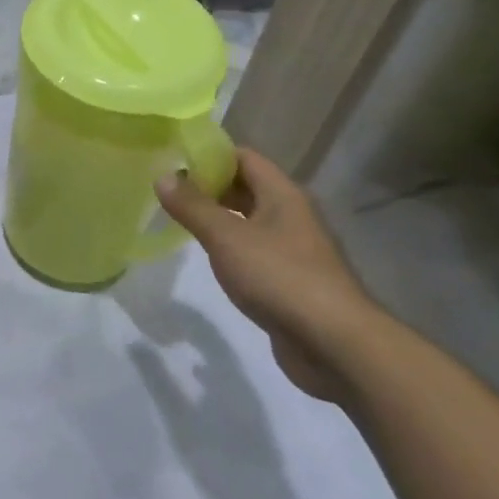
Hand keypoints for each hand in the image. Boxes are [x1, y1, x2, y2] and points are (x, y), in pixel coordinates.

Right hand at [155, 149, 379, 402]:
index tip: (173, 158)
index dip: (210, 154)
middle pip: (247, 187)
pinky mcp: (291, 280)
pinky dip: (231, 247)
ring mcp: (294, 249)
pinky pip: (255, 251)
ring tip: (180, 219)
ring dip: (219, 217)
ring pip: (250, 221)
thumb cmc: (279, 277)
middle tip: (169, 189)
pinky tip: (209, 257)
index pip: (244, 157)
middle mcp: (291, 215)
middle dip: (210, 185)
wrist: (335, 344)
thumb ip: (193, 207)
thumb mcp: (227, 238)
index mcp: (282, 195)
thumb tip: (163, 176)